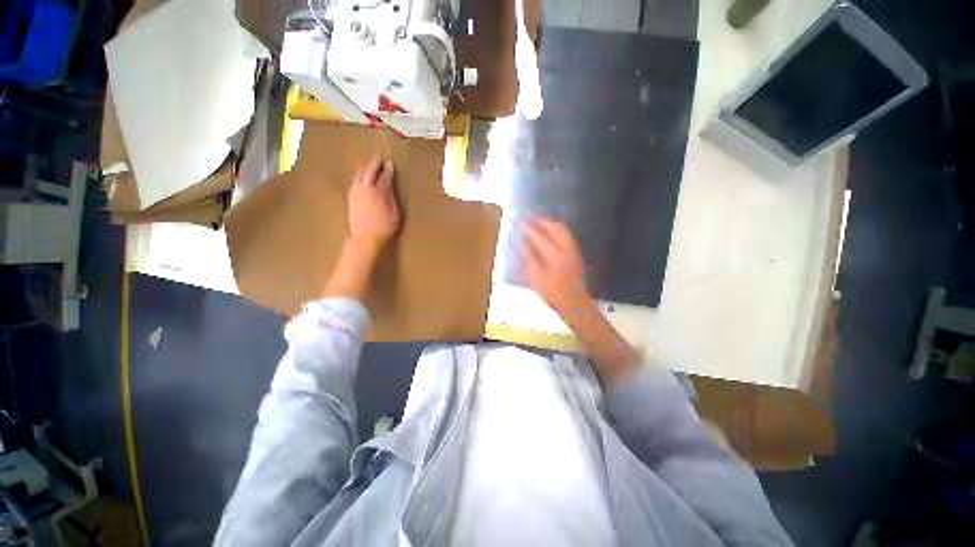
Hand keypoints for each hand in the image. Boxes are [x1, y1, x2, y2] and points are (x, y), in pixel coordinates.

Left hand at [348, 155, 399, 249]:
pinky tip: (359, 179)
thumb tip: (390, 189)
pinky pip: (354, 182)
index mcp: (380, 192)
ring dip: (364, 169)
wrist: (365, 237)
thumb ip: (392, 199)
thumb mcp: (395, 213)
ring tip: (367, 166)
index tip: (391, 164)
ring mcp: (356, 193)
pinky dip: (358, 178)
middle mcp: (366, 189)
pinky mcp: (351, 198)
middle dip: (374, 163)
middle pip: (369, 171)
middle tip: (378, 157)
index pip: (385, 177)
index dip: (388, 170)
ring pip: (359, 175)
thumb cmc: (385, 227)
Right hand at [521, 217, 638, 381]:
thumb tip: (522, 243)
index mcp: (555, 256)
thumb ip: (530, 259)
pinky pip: (566, 236)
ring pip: (563, 231)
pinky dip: (557, 231)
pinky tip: (550, 233)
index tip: (519, 222)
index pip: (540, 237)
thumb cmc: (553, 295)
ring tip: (538, 222)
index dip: (529, 229)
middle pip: (556, 228)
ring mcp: (573, 251)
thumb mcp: (536, 279)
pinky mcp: (576, 255)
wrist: (576, 305)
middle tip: (530, 218)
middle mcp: (567, 249)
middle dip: (542, 221)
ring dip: (550, 224)